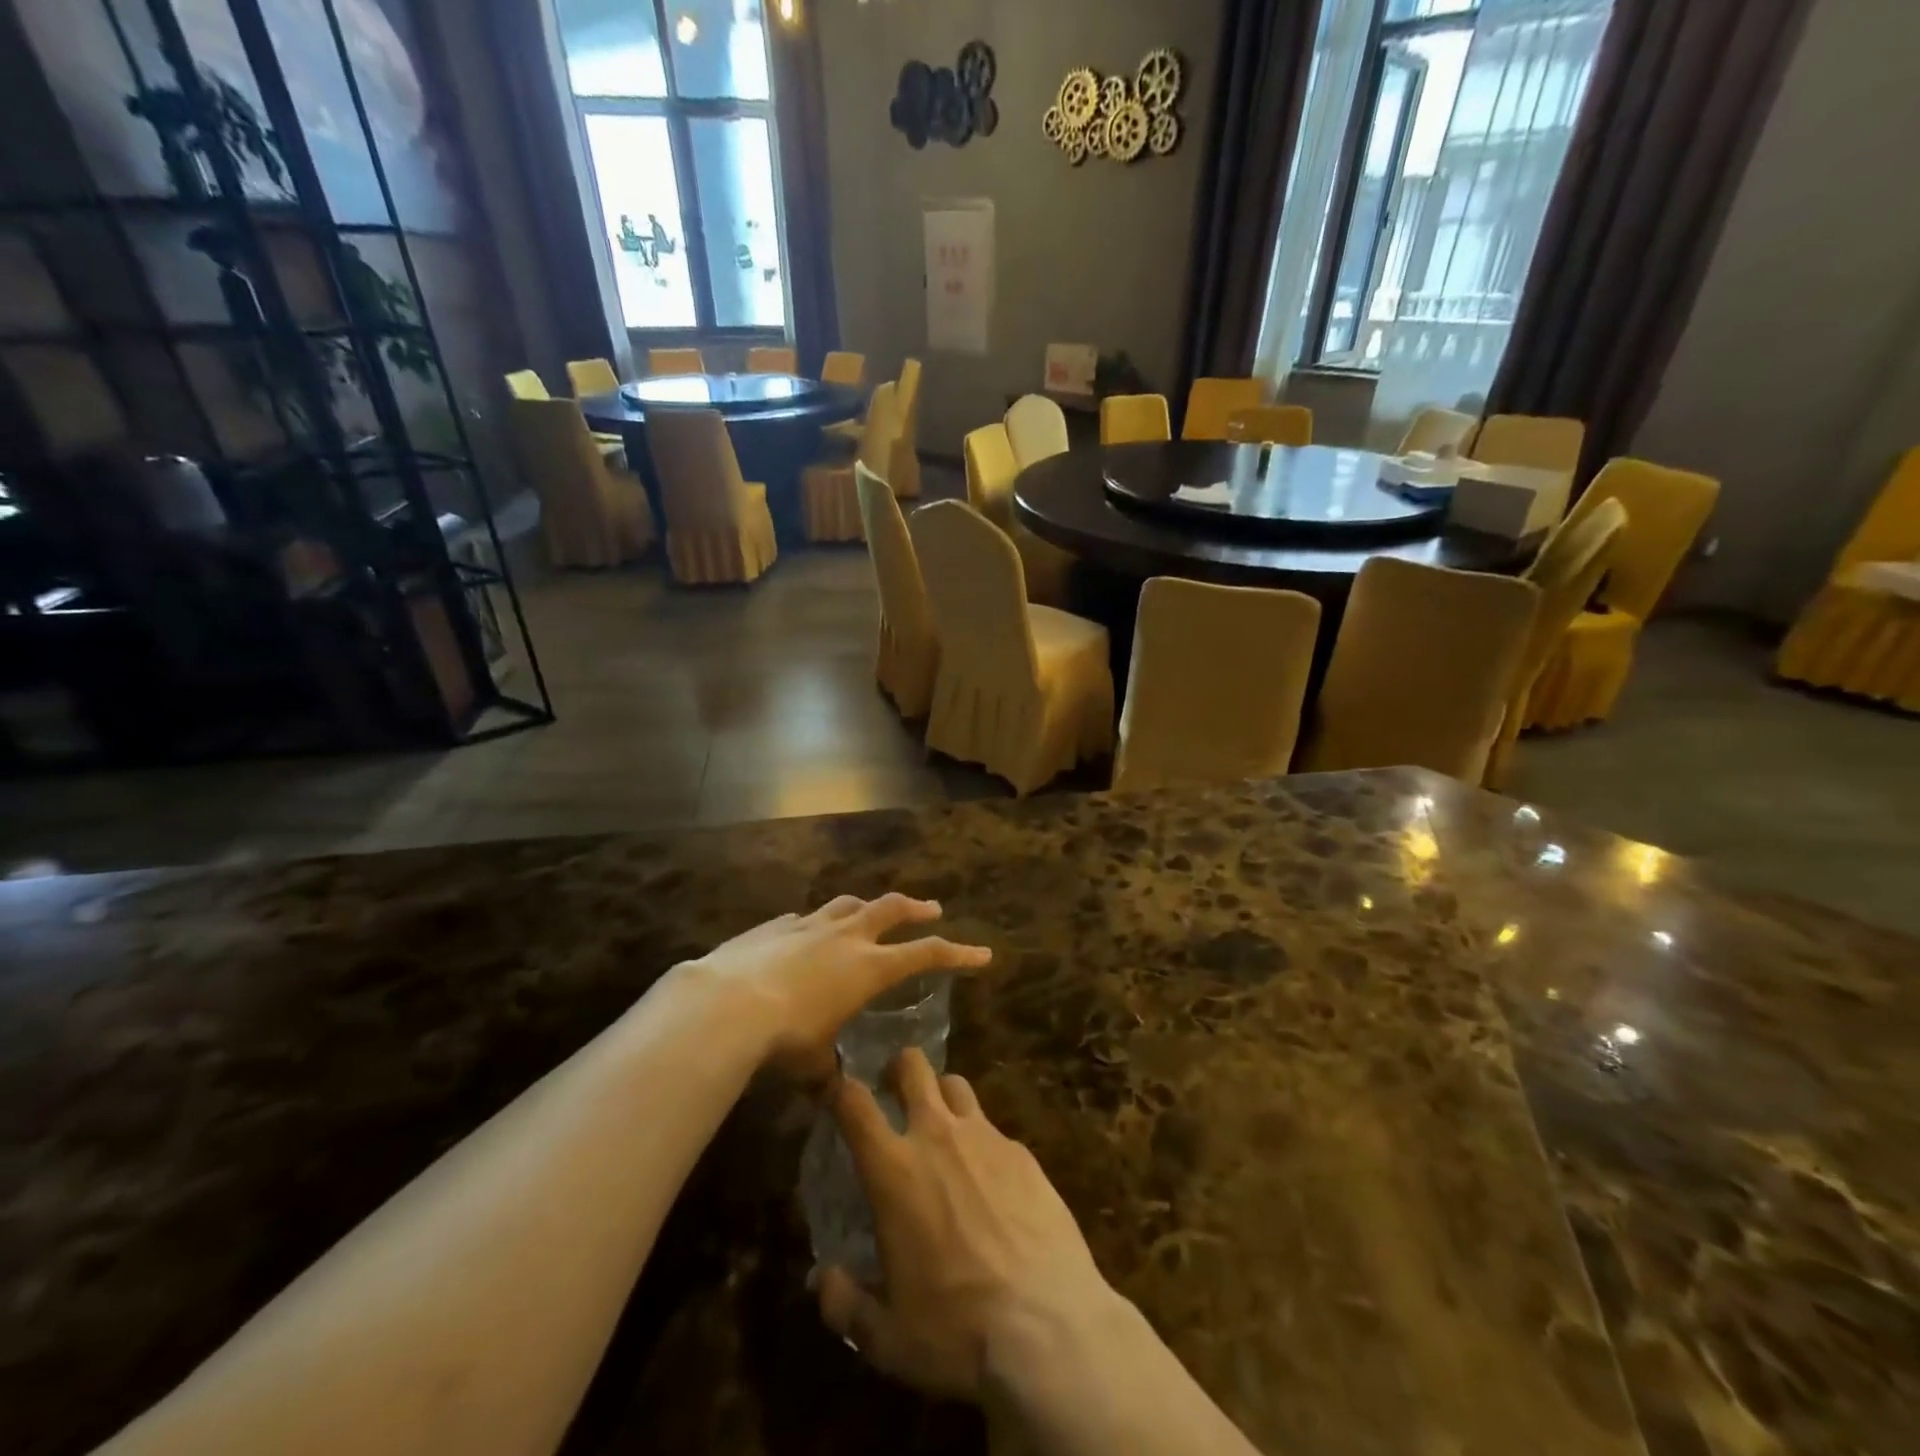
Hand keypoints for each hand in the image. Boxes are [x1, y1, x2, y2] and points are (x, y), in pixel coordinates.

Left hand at [672, 895, 990, 1079]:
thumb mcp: (813, 1064)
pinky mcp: (776, 926)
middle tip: (932, 908)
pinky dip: (816, 924)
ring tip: (870, 912)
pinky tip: (807, 935)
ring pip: (849, 904)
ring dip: (866, 907)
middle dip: (916, 908)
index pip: (926, 954)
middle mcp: (846, 938)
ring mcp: (809, 925)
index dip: (957, 953)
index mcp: (868, 968)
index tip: (982, 954)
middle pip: (892, 909)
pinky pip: (805, 918)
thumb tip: (833, 1093)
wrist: (726, 1004)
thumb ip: (828, 1073)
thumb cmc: (783, 1038)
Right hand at [816, 1048, 1124, 1400]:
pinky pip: (993, 1128)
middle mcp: (937, 1135)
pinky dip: (981, 1141)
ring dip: (941, 1095)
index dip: (840, 1089)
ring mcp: (985, 1136)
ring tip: (942, 1126)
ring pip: (956, 1084)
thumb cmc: (955, 1330)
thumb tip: (821, 1281)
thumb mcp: (886, 1337)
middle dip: (899, 1067)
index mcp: (894, 1170)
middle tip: (894, 1089)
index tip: (836, 1093)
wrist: (1048, 1326)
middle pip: (913, 1066)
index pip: (854, 1103)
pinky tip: (990, 1179)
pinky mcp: (1023, 1152)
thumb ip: (845, 1304)